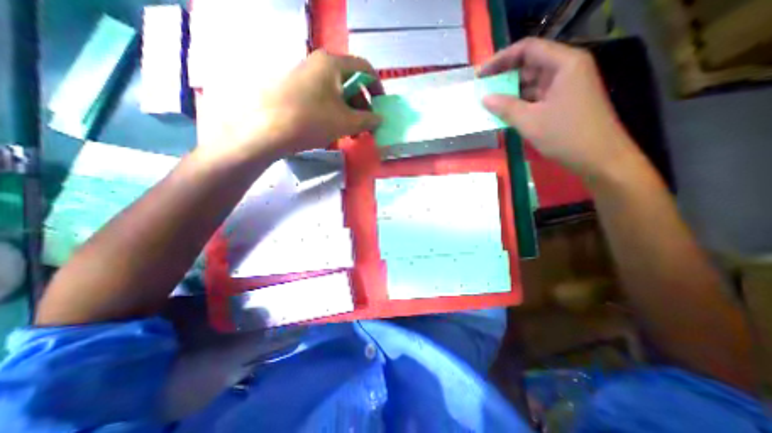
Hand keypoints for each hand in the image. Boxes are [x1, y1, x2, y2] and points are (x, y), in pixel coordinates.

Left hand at [199, 51, 378, 161]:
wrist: (268, 130)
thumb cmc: (313, 120)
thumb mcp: (347, 122)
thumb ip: (368, 119)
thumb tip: (379, 119)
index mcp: (332, 64)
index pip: (364, 68)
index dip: (377, 86)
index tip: (381, 104)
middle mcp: (318, 64)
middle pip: (350, 81)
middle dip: (362, 105)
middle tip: (366, 124)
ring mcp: (304, 76)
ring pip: (336, 93)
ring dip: (349, 112)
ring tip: (352, 132)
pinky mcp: (295, 91)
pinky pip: (323, 98)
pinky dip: (334, 112)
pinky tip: (335, 129)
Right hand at [480, 38, 636, 178]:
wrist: (599, 158)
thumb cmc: (565, 135)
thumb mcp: (530, 121)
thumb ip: (505, 107)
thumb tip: (484, 98)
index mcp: (563, 64)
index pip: (527, 49)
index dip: (501, 59)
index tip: (481, 74)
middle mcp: (566, 69)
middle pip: (529, 64)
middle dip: (503, 77)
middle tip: (481, 89)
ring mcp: (565, 86)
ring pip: (531, 82)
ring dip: (509, 92)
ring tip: (488, 103)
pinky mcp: (562, 101)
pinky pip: (535, 97)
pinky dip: (519, 103)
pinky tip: (503, 112)